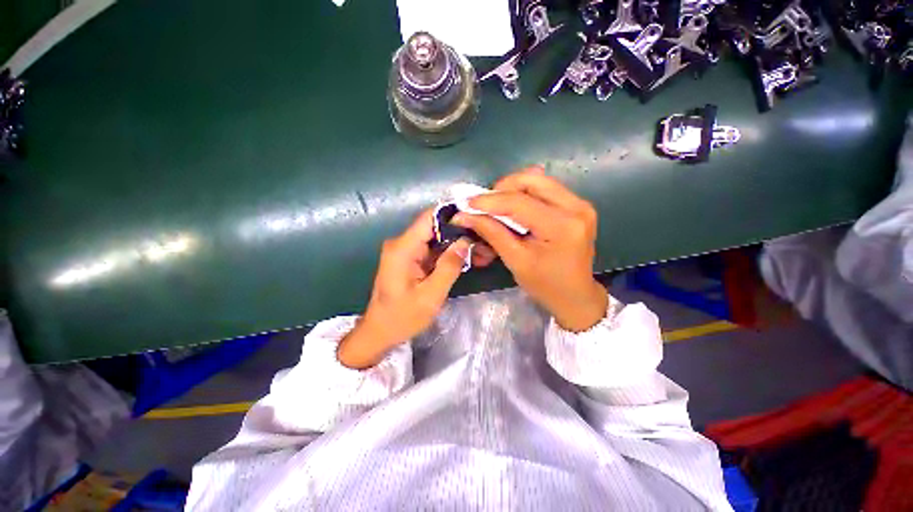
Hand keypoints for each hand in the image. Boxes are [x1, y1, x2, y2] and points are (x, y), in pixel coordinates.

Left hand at [337, 210, 494, 368]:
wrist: (379, 333)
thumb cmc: (402, 318)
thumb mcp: (431, 295)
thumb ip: (449, 266)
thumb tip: (466, 241)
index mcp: (403, 248)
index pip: (428, 218)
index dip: (452, 214)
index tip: (476, 219)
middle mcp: (402, 244)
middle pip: (434, 227)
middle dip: (459, 231)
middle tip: (483, 239)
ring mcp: (405, 251)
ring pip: (435, 238)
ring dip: (455, 243)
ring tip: (479, 249)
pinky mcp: (409, 259)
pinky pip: (431, 249)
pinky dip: (447, 253)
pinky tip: (465, 258)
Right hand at [453, 168, 607, 331]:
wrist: (576, 296)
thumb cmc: (545, 285)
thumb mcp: (516, 260)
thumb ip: (492, 233)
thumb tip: (464, 216)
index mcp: (561, 226)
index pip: (519, 202)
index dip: (489, 200)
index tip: (466, 203)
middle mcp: (576, 208)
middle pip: (532, 180)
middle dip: (502, 188)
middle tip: (484, 204)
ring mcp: (580, 204)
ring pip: (539, 181)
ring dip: (513, 189)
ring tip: (496, 205)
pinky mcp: (577, 206)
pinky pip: (546, 189)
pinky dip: (525, 193)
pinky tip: (513, 206)